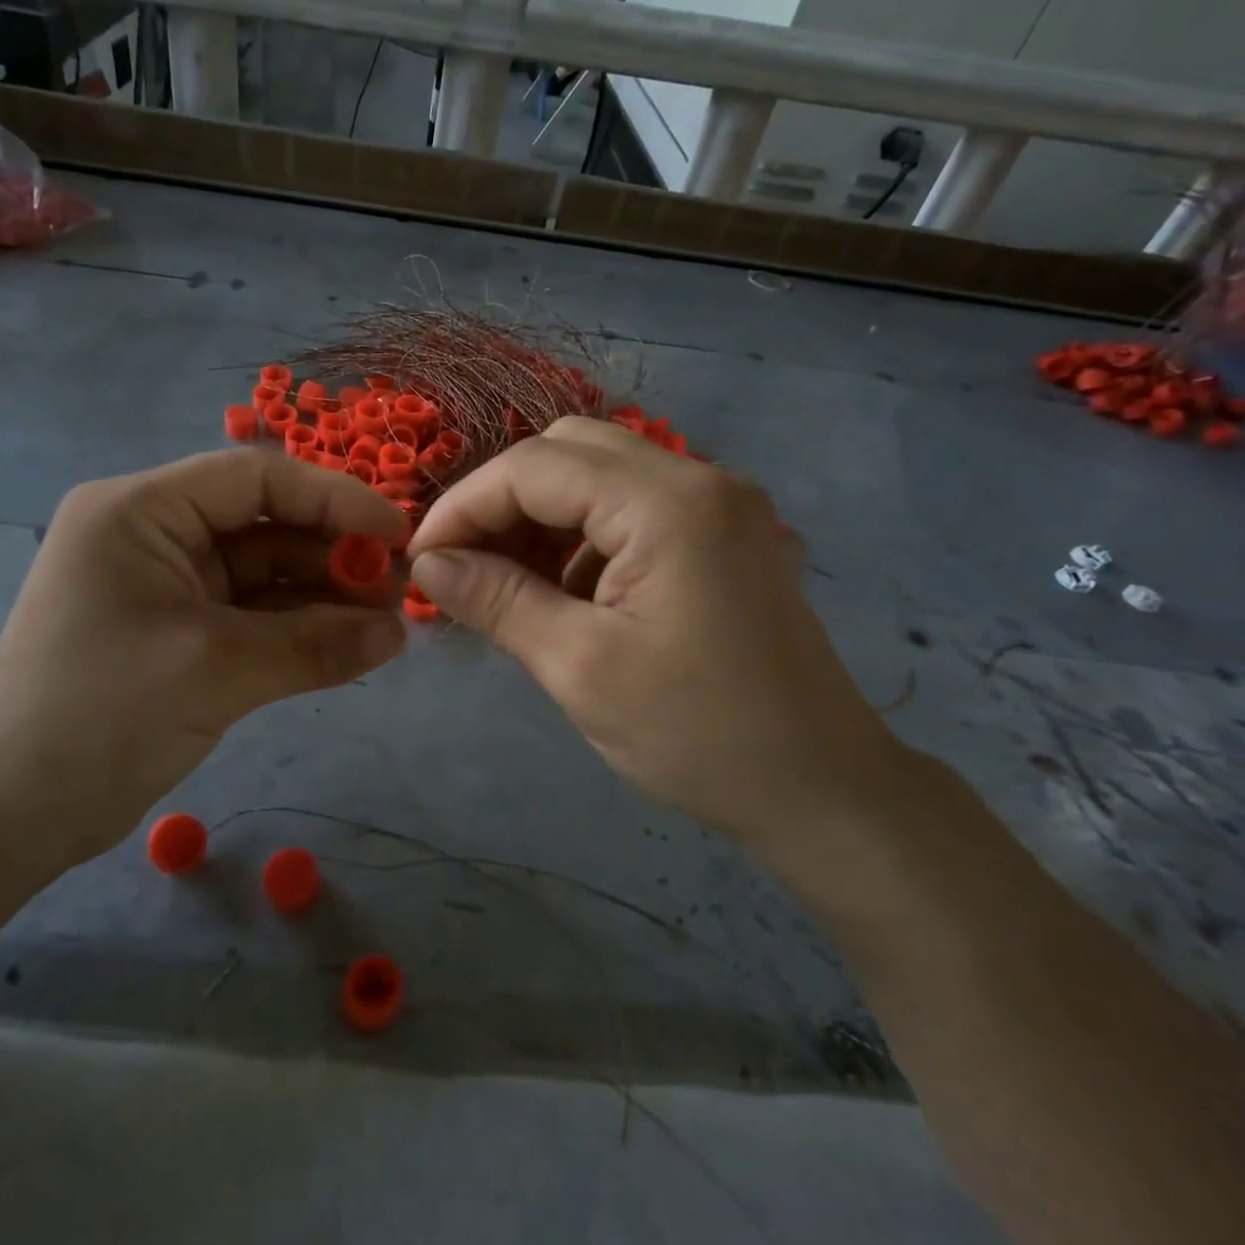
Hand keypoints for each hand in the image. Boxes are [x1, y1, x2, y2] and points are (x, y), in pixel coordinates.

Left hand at [0, 449, 407, 865]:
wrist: (9, 814)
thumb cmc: (100, 716)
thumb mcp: (216, 669)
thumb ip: (315, 645)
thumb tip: (399, 635)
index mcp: (141, 511)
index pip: (254, 478)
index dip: (333, 497)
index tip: (395, 533)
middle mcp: (153, 534)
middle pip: (264, 524)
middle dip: (332, 554)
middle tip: (398, 590)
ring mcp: (167, 585)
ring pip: (264, 573)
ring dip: (322, 596)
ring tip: (386, 623)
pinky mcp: (179, 631)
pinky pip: (252, 615)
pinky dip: (298, 628)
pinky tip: (350, 645)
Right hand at [407, 418, 897, 855]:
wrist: (823, 792)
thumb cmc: (699, 735)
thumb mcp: (580, 667)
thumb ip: (496, 600)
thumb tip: (428, 565)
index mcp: (668, 502)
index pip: (535, 467)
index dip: (465, 506)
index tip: (421, 561)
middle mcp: (700, 479)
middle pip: (569, 452)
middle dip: (503, 502)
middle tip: (465, 567)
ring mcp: (720, 504)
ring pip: (600, 475)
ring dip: (542, 518)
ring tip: (507, 584)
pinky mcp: (725, 535)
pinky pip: (633, 507)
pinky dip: (583, 535)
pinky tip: (566, 592)